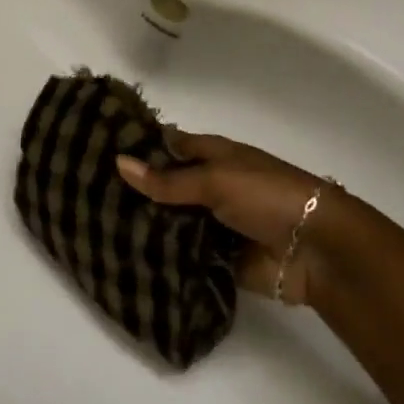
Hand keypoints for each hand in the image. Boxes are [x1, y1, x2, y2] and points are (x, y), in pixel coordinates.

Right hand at [116, 133, 360, 306]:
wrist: (316, 250)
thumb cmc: (268, 196)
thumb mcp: (215, 180)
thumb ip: (167, 180)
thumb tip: (119, 162)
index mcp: (215, 156)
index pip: (170, 145)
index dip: (140, 145)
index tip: (98, 148)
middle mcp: (211, 186)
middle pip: (166, 186)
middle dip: (135, 191)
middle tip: (87, 193)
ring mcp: (213, 223)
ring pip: (171, 221)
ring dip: (145, 225)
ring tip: (96, 226)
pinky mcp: (216, 258)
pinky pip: (182, 255)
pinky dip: (162, 256)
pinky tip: (125, 256)